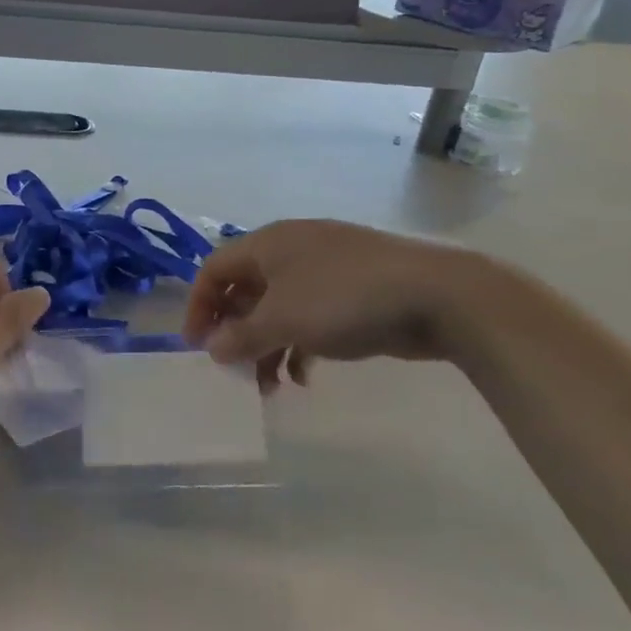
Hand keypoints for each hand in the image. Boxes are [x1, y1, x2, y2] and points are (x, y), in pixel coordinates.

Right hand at [182, 219, 480, 392]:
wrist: (434, 295)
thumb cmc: (343, 298)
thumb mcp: (283, 320)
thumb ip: (241, 336)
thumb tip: (212, 348)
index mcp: (267, 244)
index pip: (215, 269)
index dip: (199, 305)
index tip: (196, 345)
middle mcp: (291, 250)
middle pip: (246, 290)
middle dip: (236, 332)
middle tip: (233, 369)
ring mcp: (324, 269)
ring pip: (279, 308)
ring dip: (267, 346)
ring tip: (269, 386)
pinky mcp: (352, 292)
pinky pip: (310, 317)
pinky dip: (300, 345)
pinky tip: (305, 377)